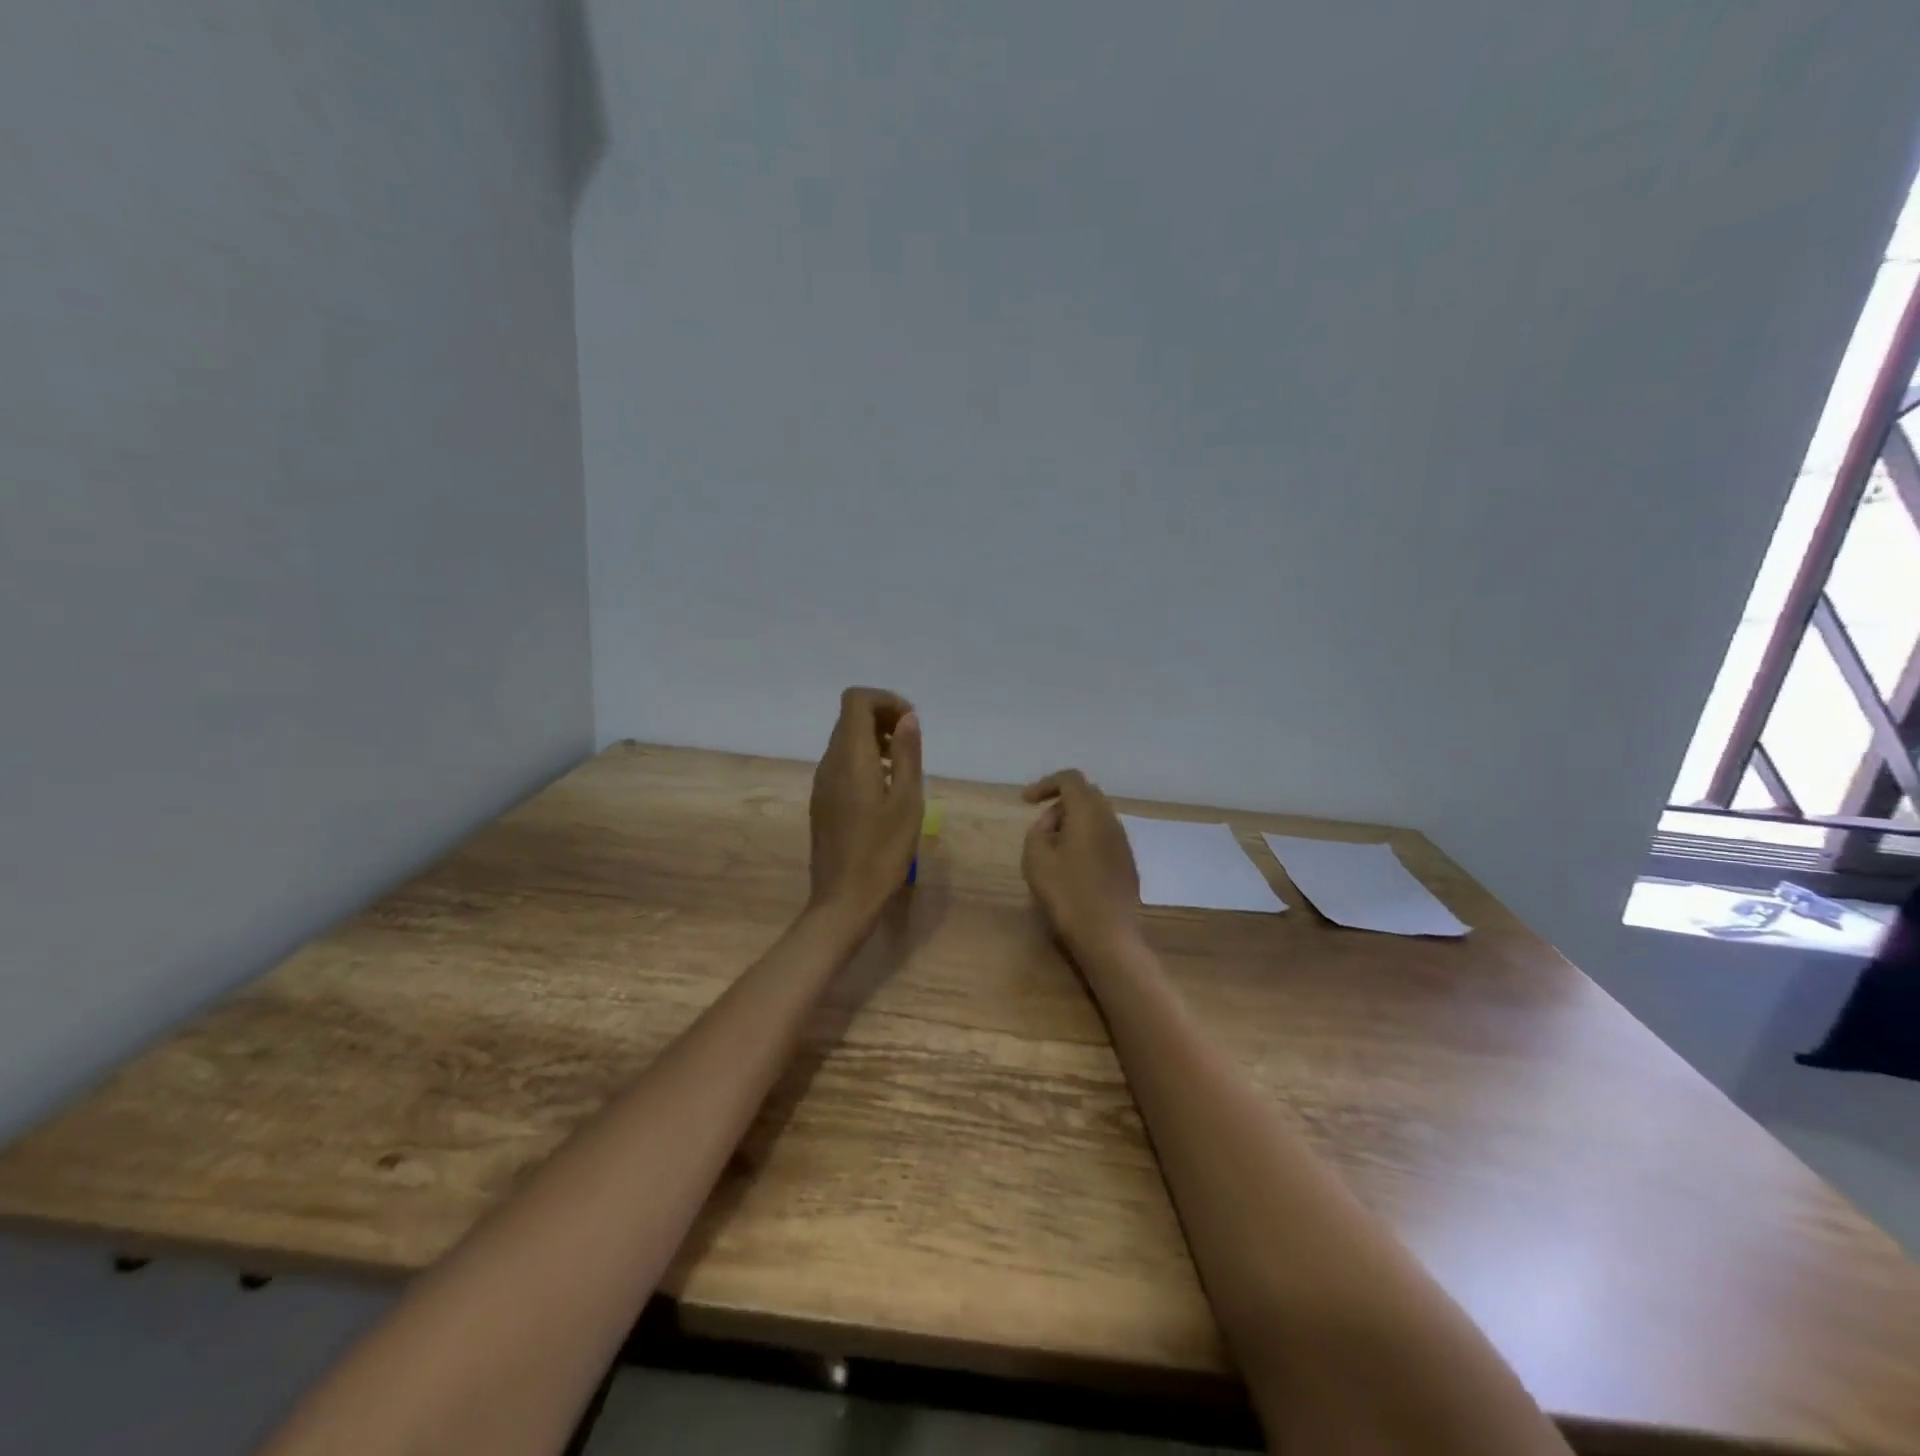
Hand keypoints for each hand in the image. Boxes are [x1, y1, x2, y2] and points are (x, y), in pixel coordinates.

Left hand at [809, 687, 924, 921]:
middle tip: (912, 744)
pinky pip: (842, 763)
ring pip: (846, 740)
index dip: (886, 700)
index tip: (911, 724)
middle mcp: (829, 762)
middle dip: (883, 718)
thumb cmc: (882, 852)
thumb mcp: (907, 801)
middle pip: (850, 717)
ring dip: (875, 740)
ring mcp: (822, 782)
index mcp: (850, 757)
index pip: (856, 700)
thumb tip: (908, 718)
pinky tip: (886, 789)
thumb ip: (907, 754)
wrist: (843, 900)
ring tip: (903, 767)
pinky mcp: (822, 800)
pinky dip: (865, 760)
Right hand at [1021, 769, 1140, 958]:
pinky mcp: (1127, 863)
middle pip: (1085, 795)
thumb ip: (1039, 829)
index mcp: (1088, 812)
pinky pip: (1103, 837)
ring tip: (1053, 851)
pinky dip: (1085, 840)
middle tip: (1040, 828)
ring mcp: (1123, 842)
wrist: (1107, 935)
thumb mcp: (1036, 857)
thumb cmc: (1066, 893)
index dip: (1045, 783)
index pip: (1070, 779)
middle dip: (1060, 804)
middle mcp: (1110, 820)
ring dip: (1073, 824)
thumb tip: (1054, 822)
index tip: (1025, 801)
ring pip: (1096, 817)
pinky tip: (1073, 867)